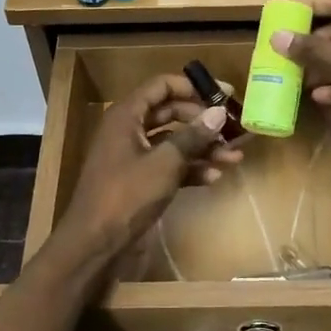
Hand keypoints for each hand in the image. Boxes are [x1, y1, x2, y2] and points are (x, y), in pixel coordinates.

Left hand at [56, 73, 241, 264]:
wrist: (96, 243)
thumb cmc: (126, 195)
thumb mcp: (164, 163)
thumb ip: (192, 136)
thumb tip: (219, 112)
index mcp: (126, 116)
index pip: (162, 86)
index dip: (193, 87)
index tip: (225, 94)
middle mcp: (129, 130)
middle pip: (171, 114)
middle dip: (203, 122)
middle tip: (234, 128)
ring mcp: (134, 157)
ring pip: (173, 143)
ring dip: (202, 148)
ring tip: (234, 157)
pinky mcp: (140, 182)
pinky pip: (169, 166)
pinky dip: (190, 170)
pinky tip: (214, 178)